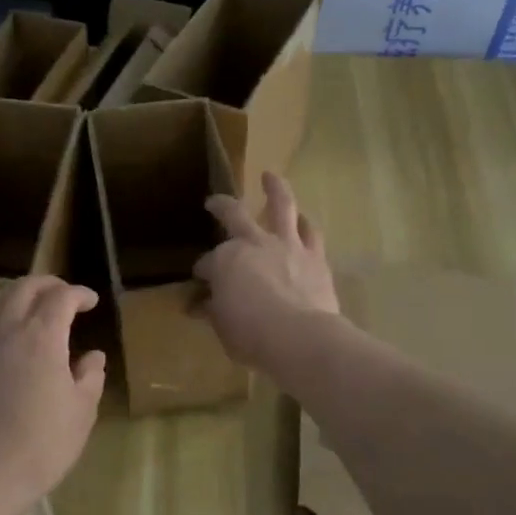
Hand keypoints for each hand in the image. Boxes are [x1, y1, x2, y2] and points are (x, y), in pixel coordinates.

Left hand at [0, 276, 106, 514]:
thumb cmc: (44, 444)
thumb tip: (93, 357)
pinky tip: (10, 330)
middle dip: (48, 284)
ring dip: (19, 292)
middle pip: (25, 288)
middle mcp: (9, 331)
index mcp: (42, 338)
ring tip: (35, 303)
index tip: (92, 302)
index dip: (79, 294)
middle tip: (67, 294)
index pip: (61, 298)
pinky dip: (0, 311)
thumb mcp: (81, 411)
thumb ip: (90, 377)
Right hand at [195, 172, 339, 372]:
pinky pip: (311, 232)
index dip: (202, 275)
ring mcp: (287, 245)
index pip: (206, 264)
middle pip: (234, 215)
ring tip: (270, 176)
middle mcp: (253, 243)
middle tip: (214, 203)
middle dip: (221, 207)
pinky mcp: (315, 257)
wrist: (300, 337)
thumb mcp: (222, 326)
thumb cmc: (251, 334)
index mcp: (224, 260)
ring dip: (274, 189)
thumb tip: (200, 306)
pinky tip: (304, 219)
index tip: (200, 291)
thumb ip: (213, 311)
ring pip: (281, 206)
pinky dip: (306, 224)